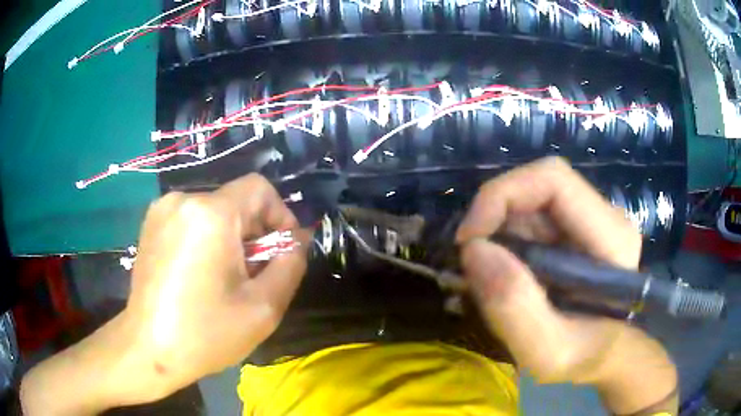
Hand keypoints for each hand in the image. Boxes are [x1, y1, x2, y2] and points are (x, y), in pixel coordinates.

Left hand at [21, 174, 307, 414]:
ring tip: (226, 280)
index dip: (280, 216)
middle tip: (254, 276)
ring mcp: (162, 210)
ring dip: (231, 239)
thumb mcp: (263, 307)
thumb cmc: (205, 333)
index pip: (260, 189)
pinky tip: (201, 275)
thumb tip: (297, 240)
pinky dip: (207, 240)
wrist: (148, 349)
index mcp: (211, 215)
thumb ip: (290, 265)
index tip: (281, 252)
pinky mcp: (151, 224)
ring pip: (214, 212)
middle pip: (236, 203)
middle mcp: (183, 200)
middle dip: (254, 235)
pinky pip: (192, 220)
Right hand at [457, 157, 676, 414]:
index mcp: (611, 236)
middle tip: (472, 262)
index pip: (553, 180)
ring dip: (499, 232)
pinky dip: (507, 240)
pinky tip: (506, 272)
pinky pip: (532, 219)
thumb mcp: (548, 352)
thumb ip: (516, 308)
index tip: (469, 240)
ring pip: (531, 202)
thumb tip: (474, 250)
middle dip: (495, 218)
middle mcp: (604, 216)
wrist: (606, 356)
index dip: (502, 196)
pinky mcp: (576, 230)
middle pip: (538, 187)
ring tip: (489, 275)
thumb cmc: (586, 358)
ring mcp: (590, 220)